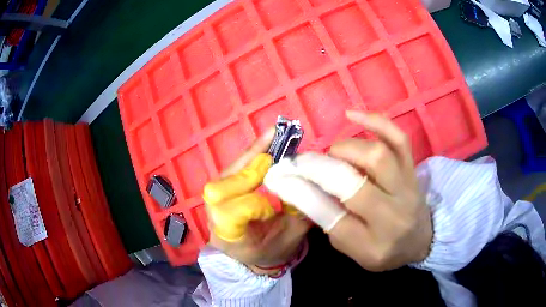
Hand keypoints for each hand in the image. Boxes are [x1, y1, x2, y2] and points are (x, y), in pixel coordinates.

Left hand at [203, 128, 310, 270]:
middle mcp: (214, 216)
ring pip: (228, 172)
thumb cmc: (271, 250)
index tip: (276, 198)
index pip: (230, 215)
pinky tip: (267, 140)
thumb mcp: (291, 238)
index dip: (252, 204)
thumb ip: (300, 212)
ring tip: (274, 136)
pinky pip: (233, 168)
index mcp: (229, 237)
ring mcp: (213, 200)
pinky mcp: (221, 188)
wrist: (251, 254)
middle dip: (252, 169)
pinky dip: (251, 154)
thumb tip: (310, 180)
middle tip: (280, 151)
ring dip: (252, 154)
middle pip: (223, 187)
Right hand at [265, 111, 432, 271]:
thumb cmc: (383, 250)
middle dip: (319, 168)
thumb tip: (303, 187)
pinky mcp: (413, 169)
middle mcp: (392, 215)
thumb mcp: (352, 250)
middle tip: (305, 163)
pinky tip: (352, 116)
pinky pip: (399, 139)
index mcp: (371, 244)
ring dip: (345, 149)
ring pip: (377, 156)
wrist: (420, 241)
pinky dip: (376, 122)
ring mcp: (407, 188)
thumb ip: (330, 220)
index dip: (301, 192)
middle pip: (352, 184)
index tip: (280, 176)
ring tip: (334, 153)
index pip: (331, 216)